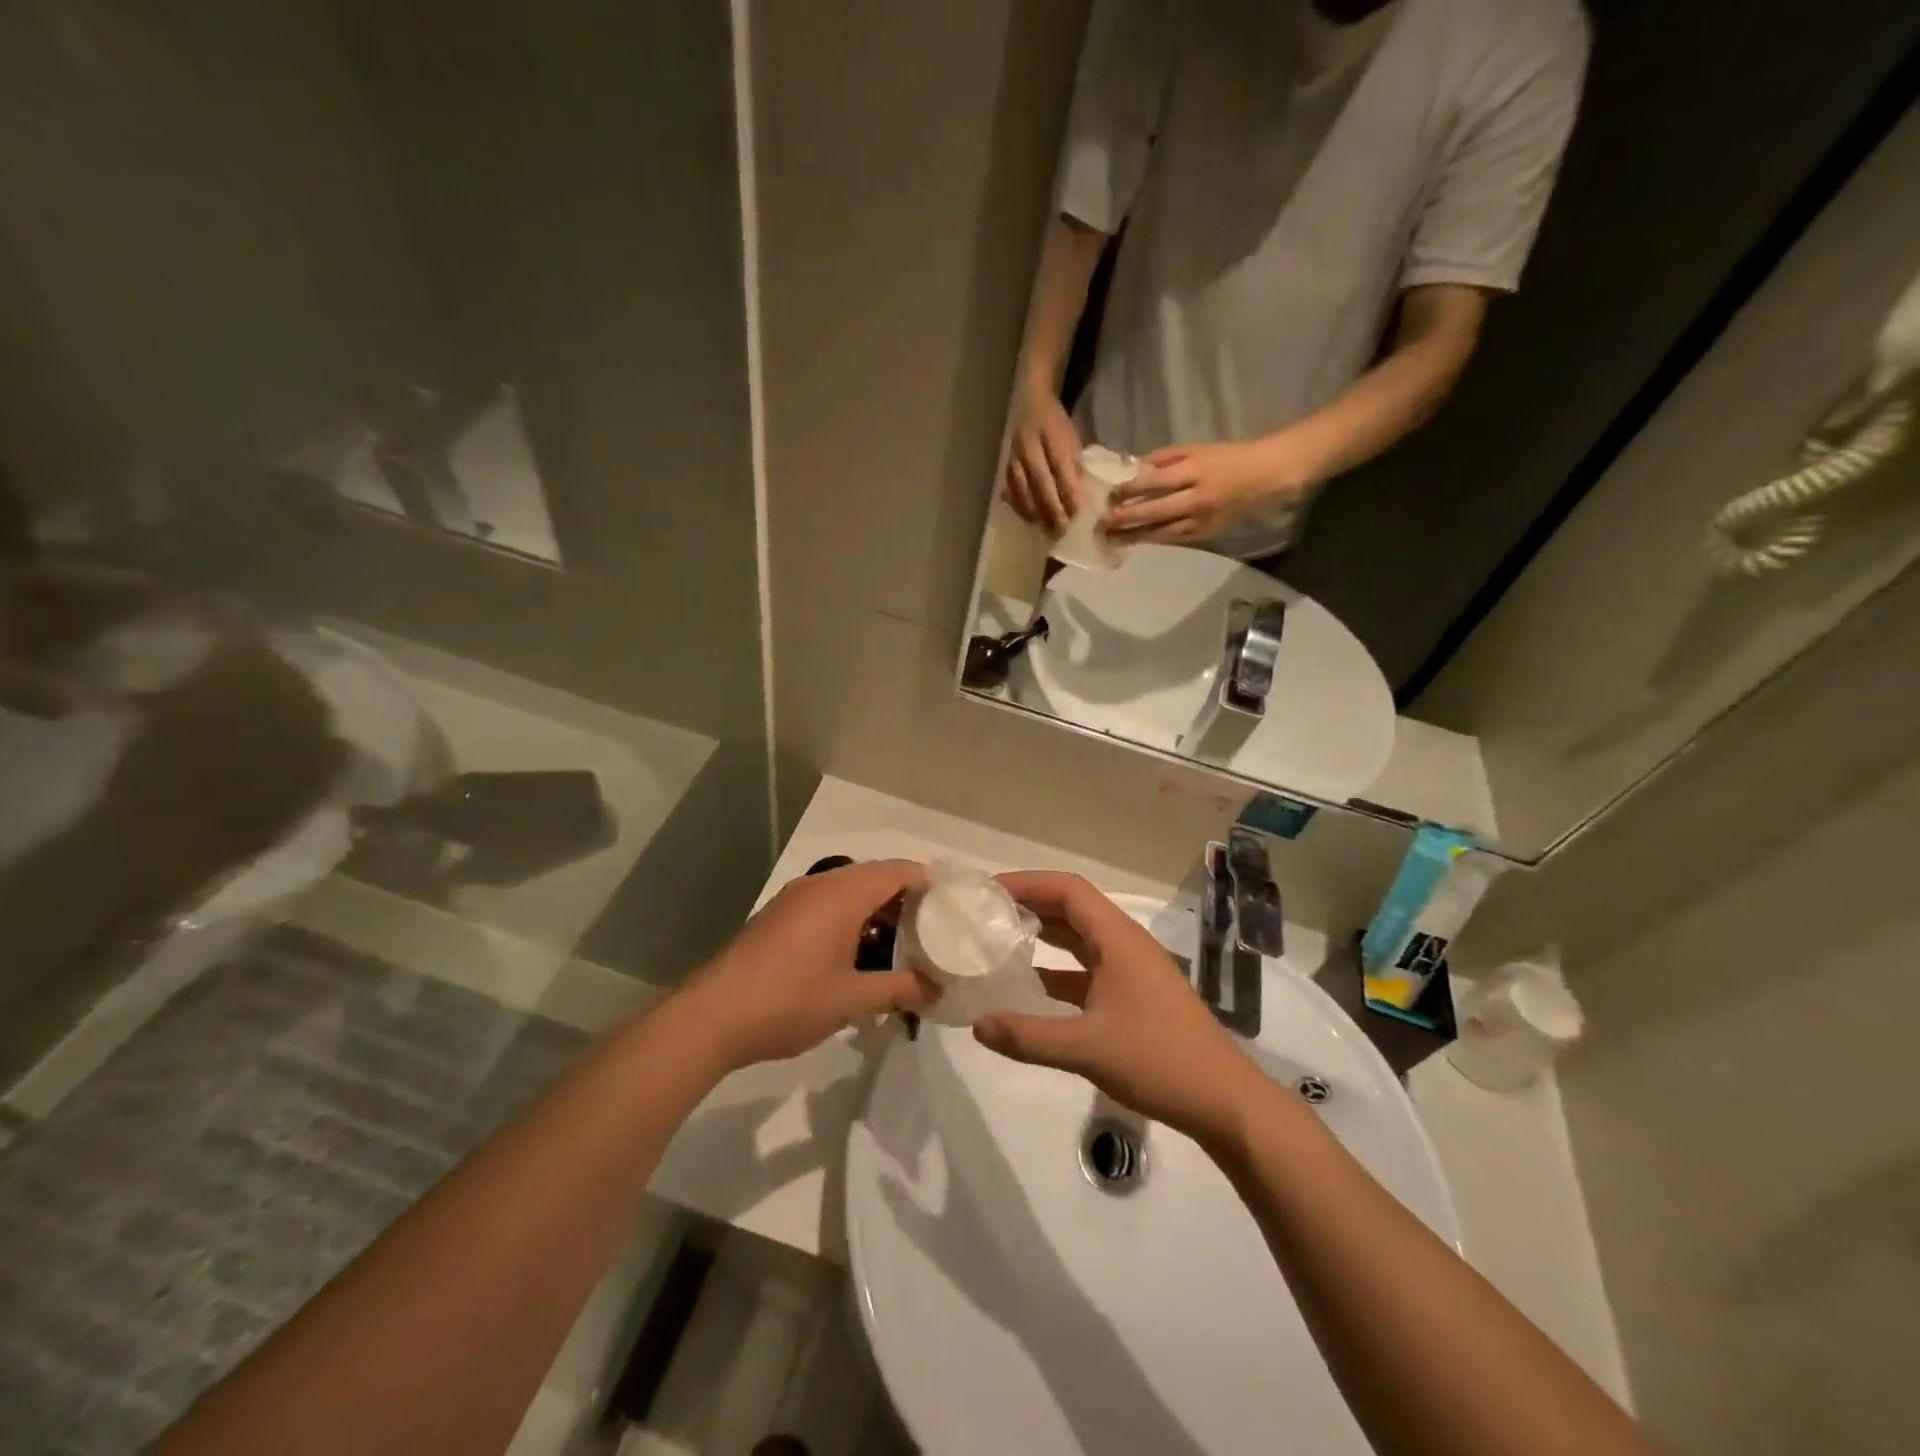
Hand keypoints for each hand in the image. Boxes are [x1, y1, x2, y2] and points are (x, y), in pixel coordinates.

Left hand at [676, 860, 938, 1072]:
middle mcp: (820, 885)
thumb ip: (899, 990)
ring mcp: (794, 900)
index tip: (954, 899)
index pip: (897, 870)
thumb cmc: (789, 1001)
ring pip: (848, 891)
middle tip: (935, 924)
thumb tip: (937, 991)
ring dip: (876, 909)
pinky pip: (826, 904)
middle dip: (905, 896)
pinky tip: (858, 952)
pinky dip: (850, 917)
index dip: (928, 879)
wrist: (711, 1017)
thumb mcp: (852, 1000)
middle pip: (874, 876)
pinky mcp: (778, 917)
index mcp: (842, 894)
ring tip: (902, 940)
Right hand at [973, 871, 1265, 1143]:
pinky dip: (1058, 969)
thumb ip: (1028, 1036)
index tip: (988, 891)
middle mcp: (1125, 944)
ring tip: (999, 941)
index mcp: (1118, 939)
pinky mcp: (1135, 996)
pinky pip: (1088, 968)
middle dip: (1030, 904)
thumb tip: (977, 1024)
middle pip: (1072, 908)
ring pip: (1080, 938)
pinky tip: (1031, 986)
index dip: (1027, 882)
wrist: (1224, 1101)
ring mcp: (1132, 970)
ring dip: (1043, 935)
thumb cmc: (1158, 1060)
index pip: (1068, 889)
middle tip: (985, 913)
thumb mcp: (1087, 1048)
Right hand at [1003, 382, 1083, 533]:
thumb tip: (1083, 498)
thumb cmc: (1056, 422)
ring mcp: (1013, 456)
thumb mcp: (1072, 437)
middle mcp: (1029, 446)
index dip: (1071, 494)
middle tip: (1063, 531)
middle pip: (1041, 484)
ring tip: (1047, 530)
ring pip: (1023, 491)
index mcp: (1051, 434)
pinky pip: (1010, 490)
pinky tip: (1031, 519)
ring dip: (1036, 513)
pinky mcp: (1004, 464)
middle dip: (1053, 510)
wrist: (1029, 400)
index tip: (1081, 515)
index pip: (1063, 469)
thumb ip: (1076, 465)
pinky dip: (1021, 507)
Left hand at [1103, 438, 1304, 545]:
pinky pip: (1173, 539)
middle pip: (1155, 511)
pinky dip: (1153, 540)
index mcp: (1195, 471)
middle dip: (1126, 518)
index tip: (1108, 493)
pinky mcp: (1204, 535)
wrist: (1263, 477)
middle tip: (1103, 522)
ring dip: (1134, 536)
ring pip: (1162, 531)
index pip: (1156, 481)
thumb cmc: (1225, 458)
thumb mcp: (1194, 450)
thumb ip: (1162, 460)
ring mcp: (1201, 520)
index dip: (1130, 488)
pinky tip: (1135, 541)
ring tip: (1111, 538)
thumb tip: (1129, 469)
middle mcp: (1197, 498)